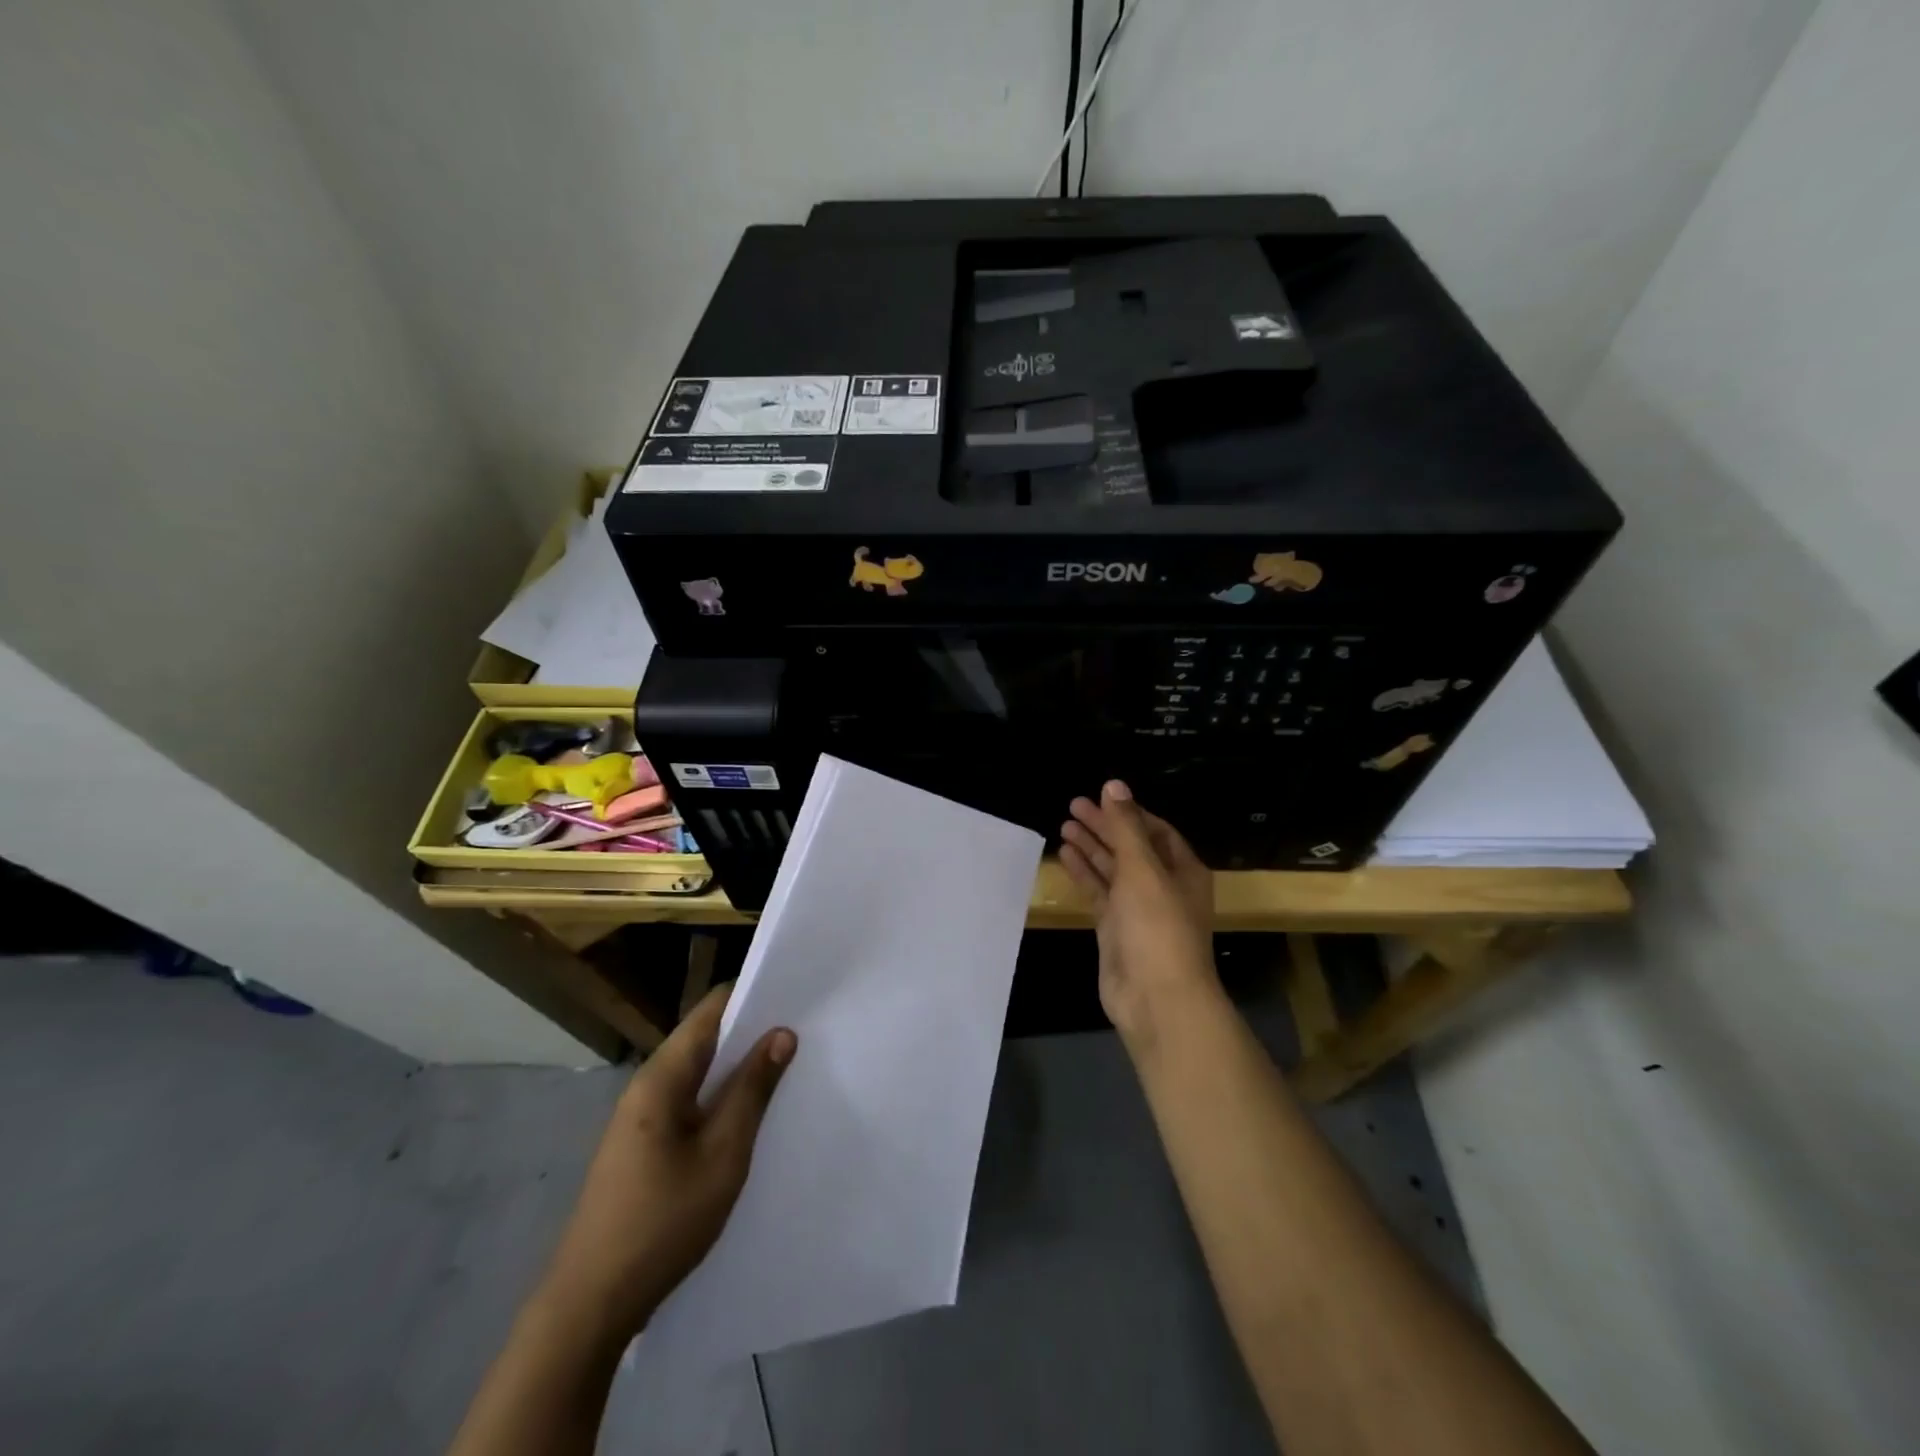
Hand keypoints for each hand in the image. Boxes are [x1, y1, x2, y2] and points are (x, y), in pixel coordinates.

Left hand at [539, 985, 795, 1341]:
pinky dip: (720, 1097)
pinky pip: (689, 1101)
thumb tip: (781, 1033)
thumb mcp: (723, 1154)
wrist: (590, 1304)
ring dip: (738, 1069)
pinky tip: (748, 1115)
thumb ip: (753, 1090)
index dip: (753, 997)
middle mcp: (647, 1084)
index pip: (712, 1009)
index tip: (796, 999)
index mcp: (661, 1076)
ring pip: (699, 1072)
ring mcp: (640, 1116)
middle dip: (752, 1033)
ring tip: (786, 1071)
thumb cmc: (662, 1222)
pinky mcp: (642, 1144)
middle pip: (705, 1037)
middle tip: (803, 1037)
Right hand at [1059, 780, 1219, 1039]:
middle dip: (1105, 826)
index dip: (1128, 812)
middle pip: (1131, 847)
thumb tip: (1114, 784)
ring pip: (1113, 869)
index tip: (1100, 796)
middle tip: (1072, 805)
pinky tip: (1066, 855)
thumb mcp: (1142, 868)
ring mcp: (1138, 909)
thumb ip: (1125, 826)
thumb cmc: (1157, 926)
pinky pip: (1099, 893)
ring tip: (1064, 825)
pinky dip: (1084, 873)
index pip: (1155, 830)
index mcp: (1182, 869)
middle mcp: (1163, 885)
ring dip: (1092, 847)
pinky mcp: (1116, 929)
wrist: (1157, 998)